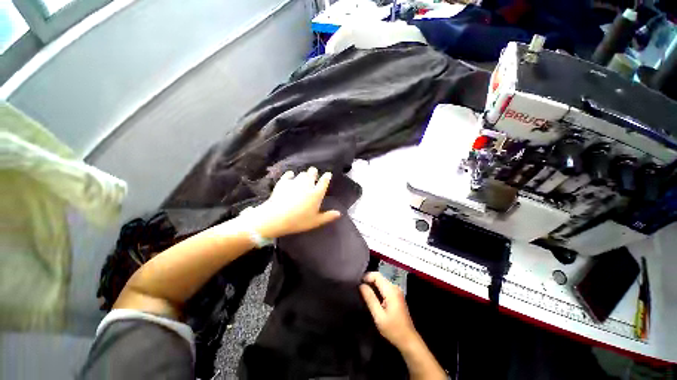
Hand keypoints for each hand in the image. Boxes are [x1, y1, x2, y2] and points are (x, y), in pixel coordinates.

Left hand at [244, 167, 341, 238]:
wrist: (276, 217)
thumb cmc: (298, 221)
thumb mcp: (315, 221)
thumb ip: (328, 216)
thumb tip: (339, 213)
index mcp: (317, 193)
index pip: (324, 181)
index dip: (327, 176)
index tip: (328, 174)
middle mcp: (307, 185)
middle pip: (312, 173)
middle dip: (314, 172)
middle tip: (314, 173)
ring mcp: (295, 182)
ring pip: (302, 173)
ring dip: (304, 174)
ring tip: (303, 177)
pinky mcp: (283, 182)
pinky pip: (288, 175)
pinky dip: (290, 175)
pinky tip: (290, 176)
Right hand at [360, 272, 419, 349]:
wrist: (408, 340)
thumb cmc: (393, 329)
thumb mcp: (379, 316)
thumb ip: (370, 298)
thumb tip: (361, 285)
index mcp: (391, 290)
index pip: (376, 275)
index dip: (366, 277)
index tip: (358, 284)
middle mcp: (395, 287)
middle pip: (379, 277)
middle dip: (369, 281)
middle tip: (359, 290)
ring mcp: (397, 291)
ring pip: (381, 282)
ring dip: (372, 285)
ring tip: (364, 294)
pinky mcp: (396, 295)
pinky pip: (384, 287)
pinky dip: (377, 289)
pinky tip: (373, 298)